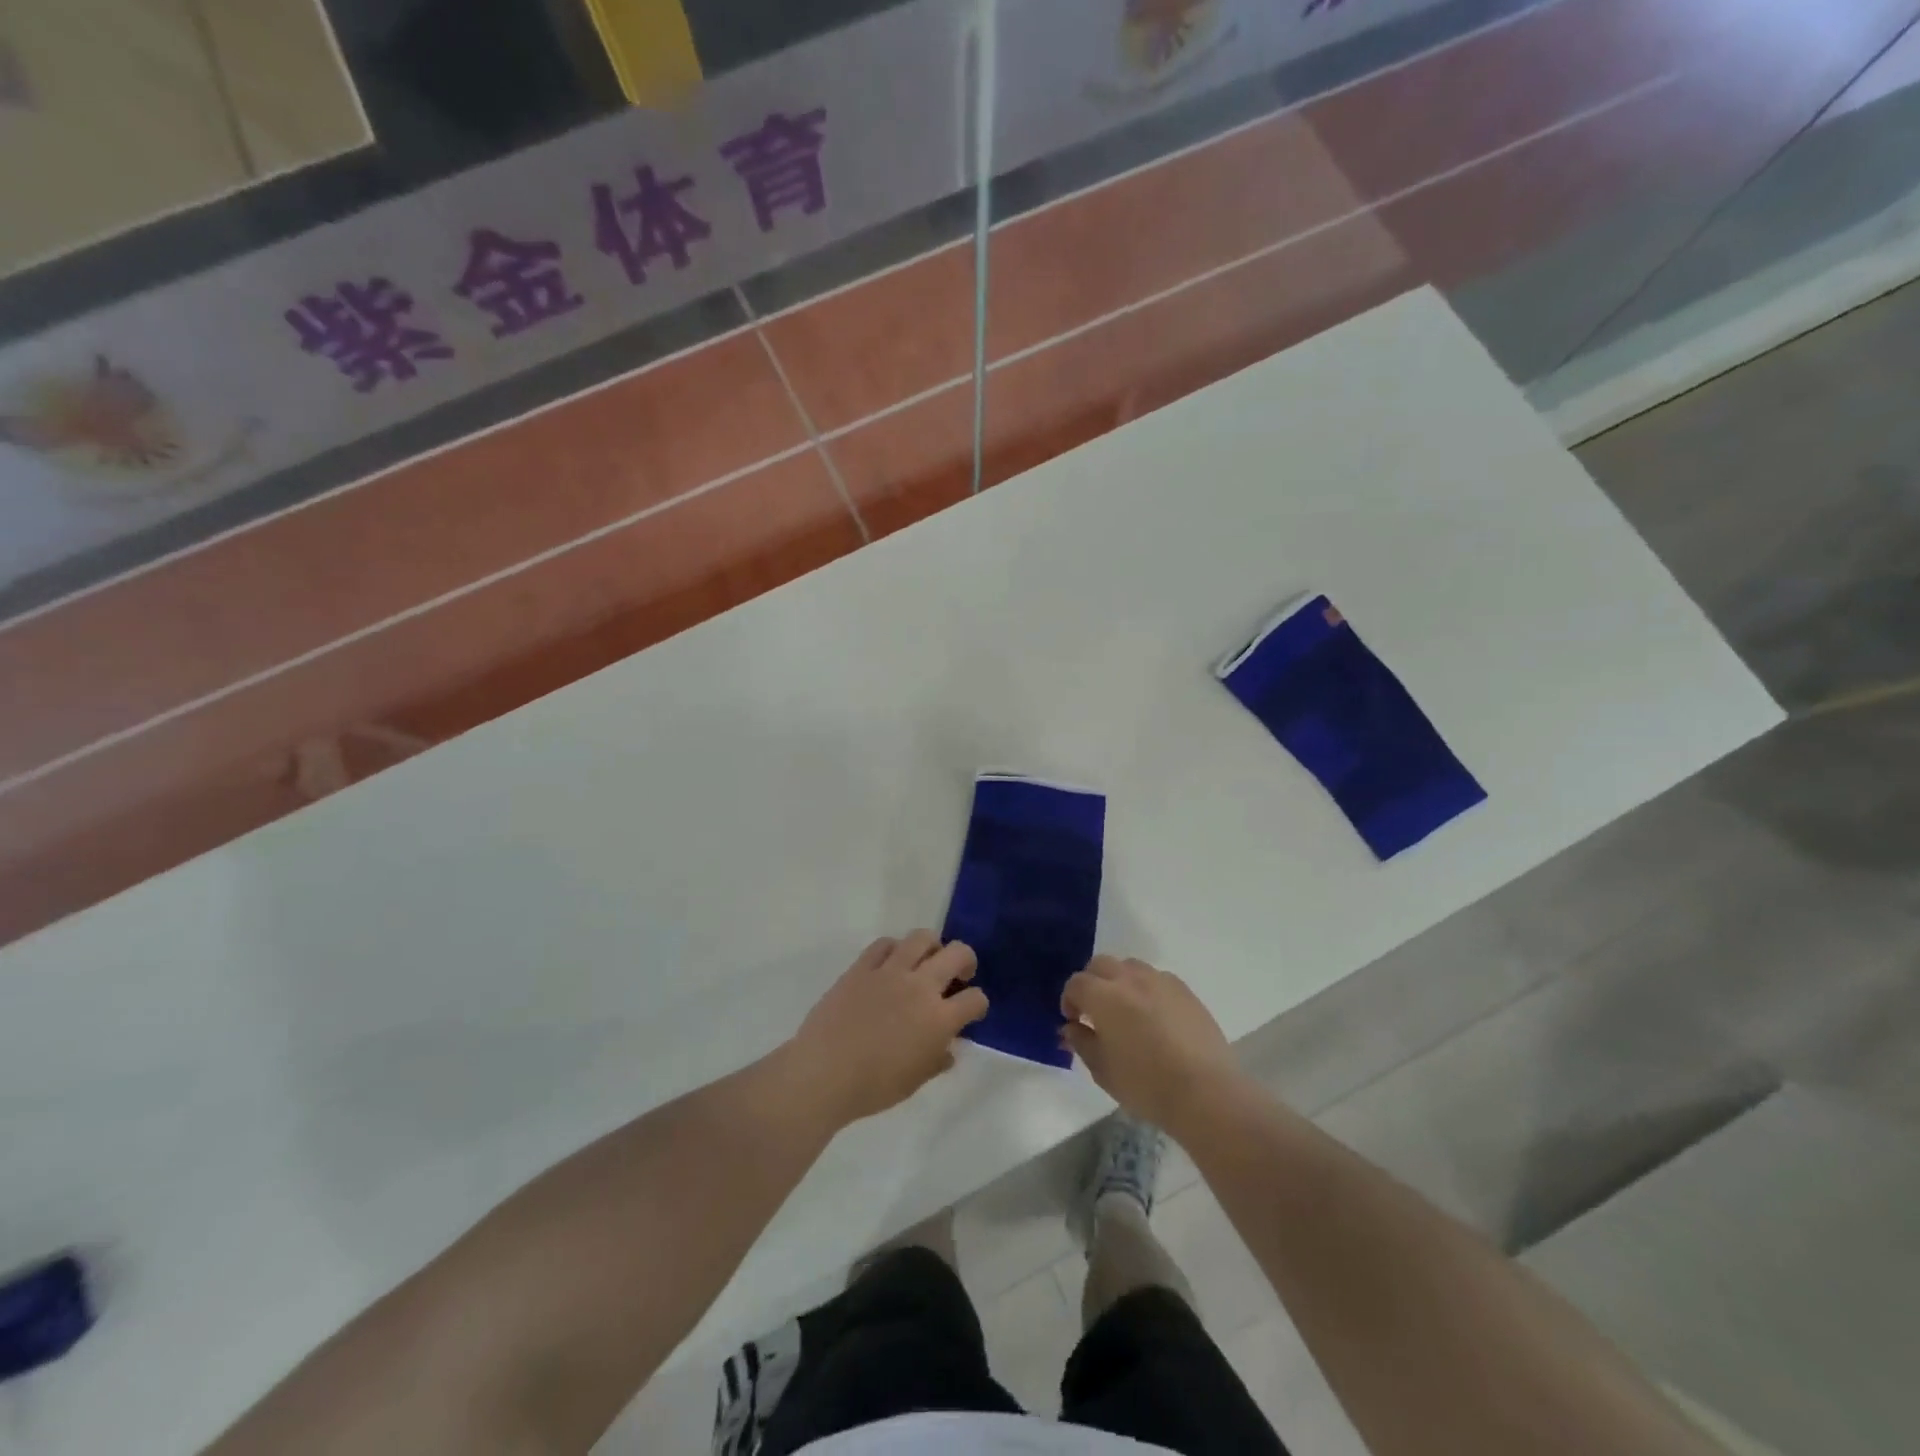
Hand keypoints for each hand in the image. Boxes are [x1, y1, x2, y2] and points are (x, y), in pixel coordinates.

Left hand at [785, 931, 987, 1126]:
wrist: (823, 1074)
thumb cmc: (873, 1086)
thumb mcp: (915, 1081)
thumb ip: (937, 1060)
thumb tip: (947, 1049)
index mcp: (939, 1019)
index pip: (975, 999)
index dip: (978, 1004)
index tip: (971, 1011)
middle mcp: (920, 987)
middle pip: (957, 954)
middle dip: (966, 960)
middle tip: (959, 973)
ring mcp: (890, 972)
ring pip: (922, 938)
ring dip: (932, 945)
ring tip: (927, 959)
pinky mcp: (862, 967)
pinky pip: (884, 944)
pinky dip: (894, 948)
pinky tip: (892, 962)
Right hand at [1061, 956, 1239, 1133]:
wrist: (1206, 1092)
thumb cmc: (1147, 1085)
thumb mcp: (1103, 1071)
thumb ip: (1082, 1043)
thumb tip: (1071, 1027)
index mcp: (1104, 997)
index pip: (1076, 983)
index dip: (1069, 1000)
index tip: (1074, 1021)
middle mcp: (1130, 979)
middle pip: (1101, 965)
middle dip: (1092, 983)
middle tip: (1095, 1012)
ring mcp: (1160, 981)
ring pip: (1130, 966)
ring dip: (1120, 981)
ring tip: (1126, 1011)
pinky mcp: (1185, 990)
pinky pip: (1157, 978)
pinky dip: (1147, 989)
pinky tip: (1154, 1017)